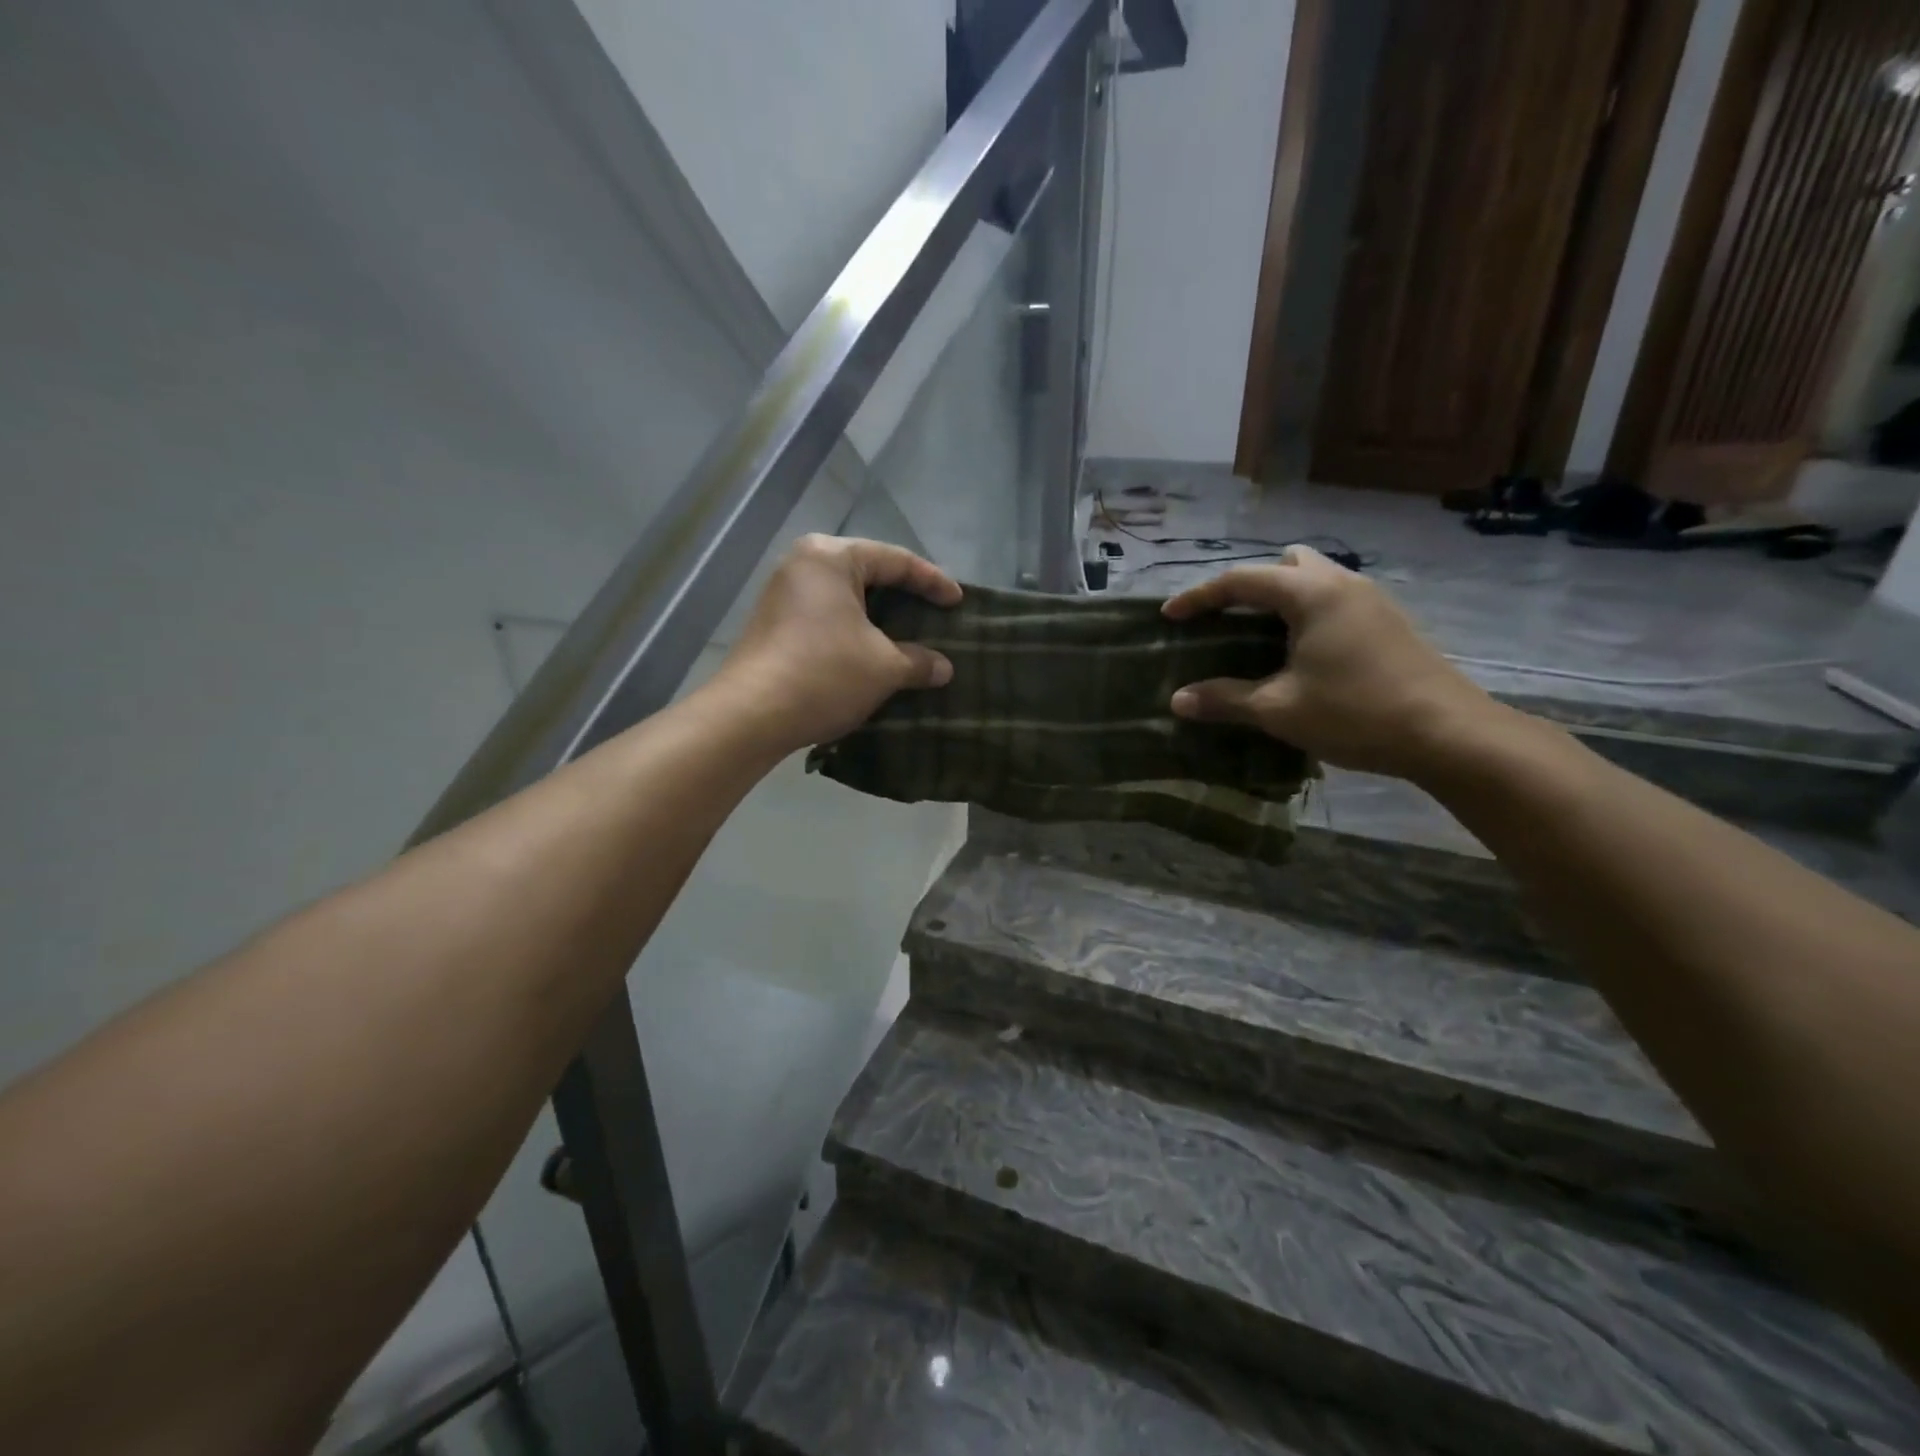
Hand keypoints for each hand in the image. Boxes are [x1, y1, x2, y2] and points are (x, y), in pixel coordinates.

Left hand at [706, 534, 960, 755]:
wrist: (751, 715)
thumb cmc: (825, 674)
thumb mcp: (884, 667)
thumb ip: (919, 661)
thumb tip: (943, 668)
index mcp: (831, 557)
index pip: (895, 560)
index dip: (933, 582)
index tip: (958, 602)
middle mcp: (803, 565)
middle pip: (867, 573)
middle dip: (904, 597)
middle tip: (935, 615)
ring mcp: (783, 594)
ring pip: (846, 598)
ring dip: (879, 618)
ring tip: (908, 637)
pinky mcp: (773, 624)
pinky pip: (826, 617)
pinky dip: (854, 631)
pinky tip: (872, 653)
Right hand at [1161, 547, 1497, 778]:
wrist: (1448, 734)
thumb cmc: (1355, 713)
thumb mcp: (1279, 709)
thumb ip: (1224, 700)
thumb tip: (1177, 701)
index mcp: (1311, 594)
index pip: (1241, 580)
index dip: (1200, 596)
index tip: (1169, 615)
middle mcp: (1342, 583)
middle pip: (1285, 564)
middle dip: (1249, 586)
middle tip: (1226, 619)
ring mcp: (1372, 600)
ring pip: (1316, 578)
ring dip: (1281, 598)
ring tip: (1259, 635)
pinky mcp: (1388, 622)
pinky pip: (1335, 598)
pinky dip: (1307, 612)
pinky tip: (1301, 652)